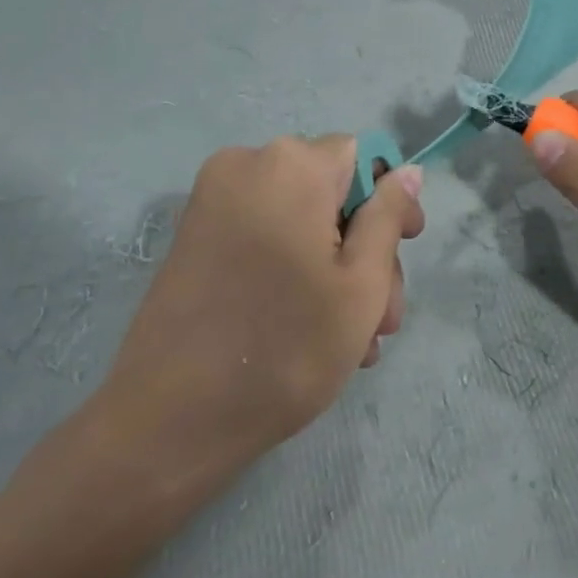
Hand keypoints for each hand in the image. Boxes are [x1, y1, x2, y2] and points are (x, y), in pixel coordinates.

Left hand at [80, 136, 424, 504]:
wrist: (169, 422)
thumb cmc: (286, 348)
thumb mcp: (361, 283)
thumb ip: (388, 217)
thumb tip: (407, 171)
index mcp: (291, 166)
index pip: (362, 156)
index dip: (391, 199)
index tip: (406, 249)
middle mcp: (247, 166)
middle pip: (332, 192)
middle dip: (365, 250)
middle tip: (383, 319)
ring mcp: (214, 202)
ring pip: (301, 220)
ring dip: (334, 270)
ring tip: (354, 341)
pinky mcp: (194, 237)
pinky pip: (266, 236)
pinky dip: (295, 269)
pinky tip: (312, 328)